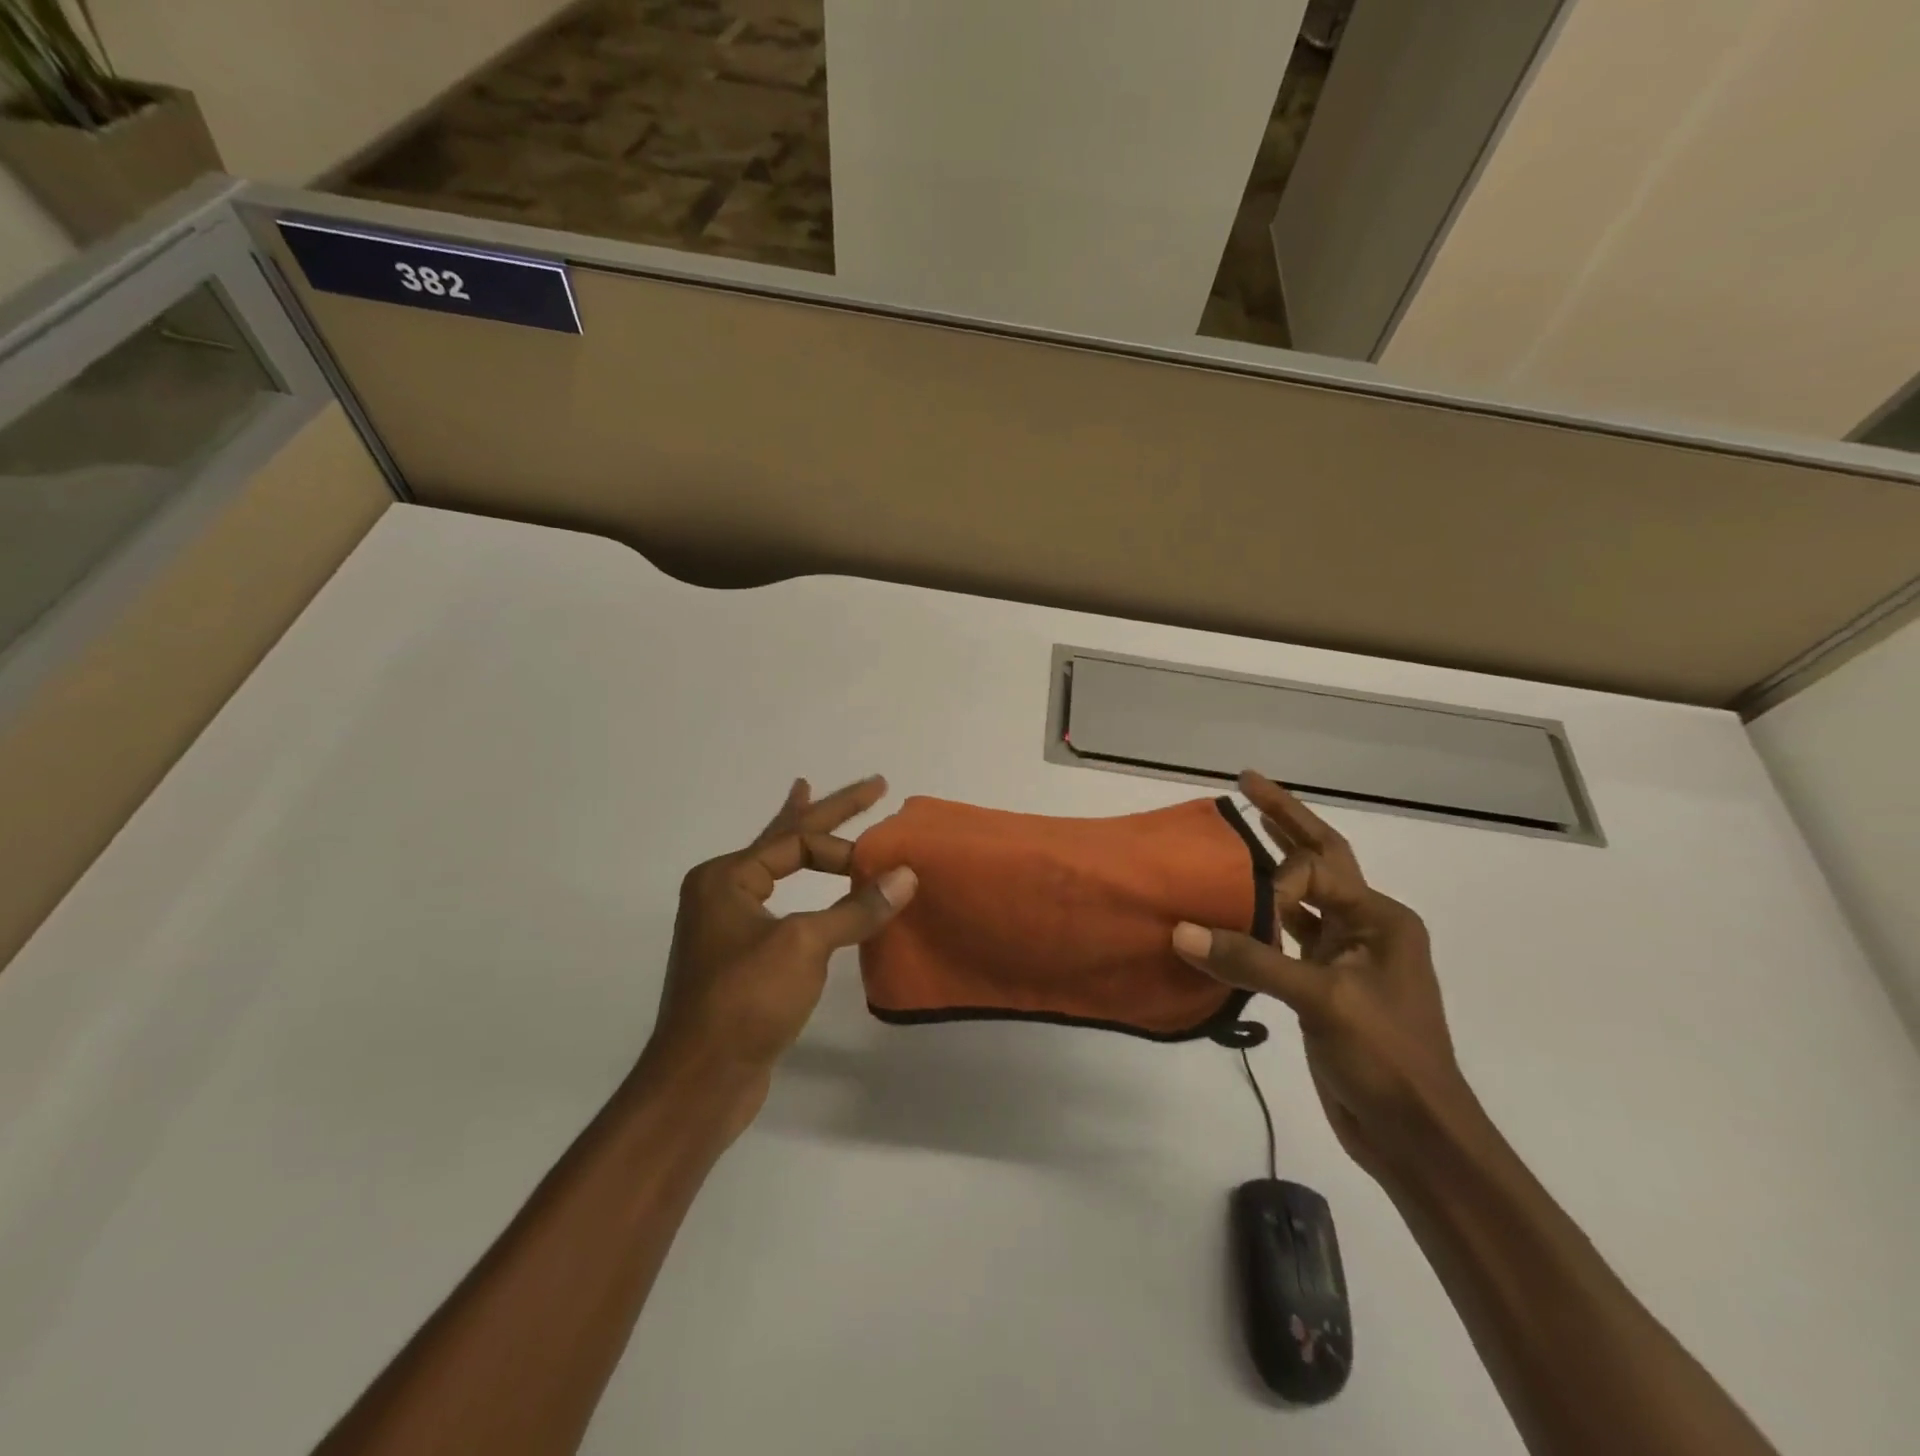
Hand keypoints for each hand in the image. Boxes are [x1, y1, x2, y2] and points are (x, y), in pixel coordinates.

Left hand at [647, 776, 916, 1129]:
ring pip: (780, 870)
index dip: (846, 850)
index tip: (884, 868)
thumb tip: (906, 876)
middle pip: (786, 840)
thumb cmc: (745, 1000)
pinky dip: (804, 887)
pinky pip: (783, 905)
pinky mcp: (743, 957)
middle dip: (829, 811)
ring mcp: (729, 925)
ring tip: (811, 797)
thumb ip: (856, 908)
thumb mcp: (804, 945)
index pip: (797, 843)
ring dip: (806, 843)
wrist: (702, 1080)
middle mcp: (722, 892)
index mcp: (725, 877)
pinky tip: (808, 884)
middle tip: (873, 784)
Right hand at [1172, 770, 1472, 1183]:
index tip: (1249, 913)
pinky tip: (1228, 911)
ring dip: (1270, 867)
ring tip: (1235, 834)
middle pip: (1319, 861)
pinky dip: (1258, 922)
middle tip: (1246, 783)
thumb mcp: (1323, 1002)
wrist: (1414, 1136)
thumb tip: (1181, 932)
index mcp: (1380, 919)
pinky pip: (1284, 940)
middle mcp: (1365, 928)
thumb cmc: (1387, 1058)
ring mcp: (1344, 959)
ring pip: (1301, 899)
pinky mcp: (1322, 988)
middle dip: (1284, 820)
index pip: (1317, 870)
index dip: (1276, 880)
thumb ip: (1252, 960)